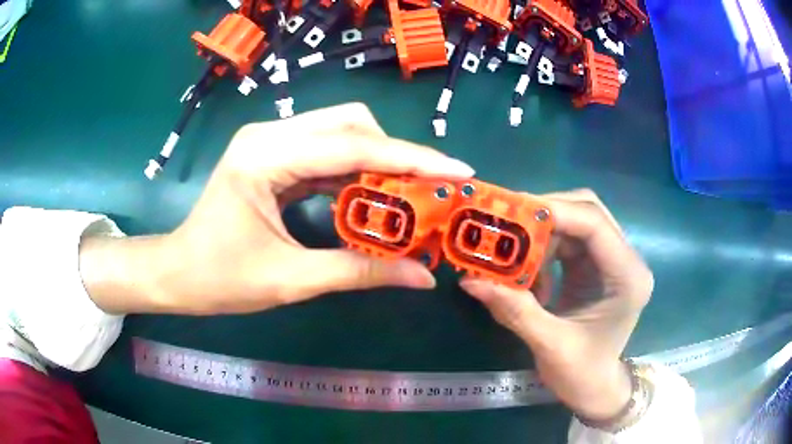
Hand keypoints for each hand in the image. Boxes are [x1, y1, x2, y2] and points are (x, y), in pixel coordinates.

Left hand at [81, 103, 474, 314]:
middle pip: (351, 123)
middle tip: (429, 191)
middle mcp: (270, 134)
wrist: (179, 272)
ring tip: (410, 195)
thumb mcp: (292, 279)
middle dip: (396, 154)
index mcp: (266, 156)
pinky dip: (356, 171)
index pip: (353, 147)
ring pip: (342, 132)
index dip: (412, 159)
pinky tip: (373, 196)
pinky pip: (326, 151)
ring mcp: (270, 140)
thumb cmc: (221, 279)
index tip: (457, 170)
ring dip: (379, 161)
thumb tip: (422, 279)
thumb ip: (360, 273)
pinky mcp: (273, 154)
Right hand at [460, 190, 653, 420]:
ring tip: (512, 255)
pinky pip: (568, 241)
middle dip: (545, 214)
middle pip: (587, 211)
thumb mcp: (550, 345)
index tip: (510, 213)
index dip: (554, 211)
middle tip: (506, 223)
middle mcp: (624, 260)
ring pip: (575, 222)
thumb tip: (470, 281)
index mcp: (627, 277)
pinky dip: (543, 250)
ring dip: (541, 234)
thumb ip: (515, 311)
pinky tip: (529, 275)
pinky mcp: (596, 266)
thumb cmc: (582, 374)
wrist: (595, 389)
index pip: (594, 223)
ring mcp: (611, 260)